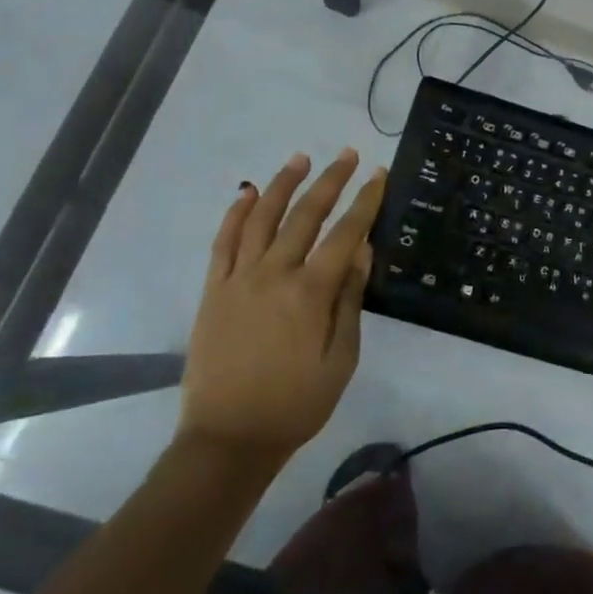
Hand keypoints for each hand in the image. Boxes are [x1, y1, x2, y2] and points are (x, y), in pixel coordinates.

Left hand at [179, 149, 387, 468]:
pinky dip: (236, 213)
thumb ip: (350, 301)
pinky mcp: (213, 290)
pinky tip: (247, 192)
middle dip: (330, 181)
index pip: (345, 234)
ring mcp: (238, 279)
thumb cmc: (296, 404)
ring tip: (301, 158)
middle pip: (305, 215)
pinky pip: (223, 242)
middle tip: (347, 154)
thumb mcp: (340, 359)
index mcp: (310, 293)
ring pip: (262, 218)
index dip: (365, 201)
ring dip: (283, 184)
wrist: (228, 439)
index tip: (379, 174)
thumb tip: (362, 251)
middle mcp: (273, 274)